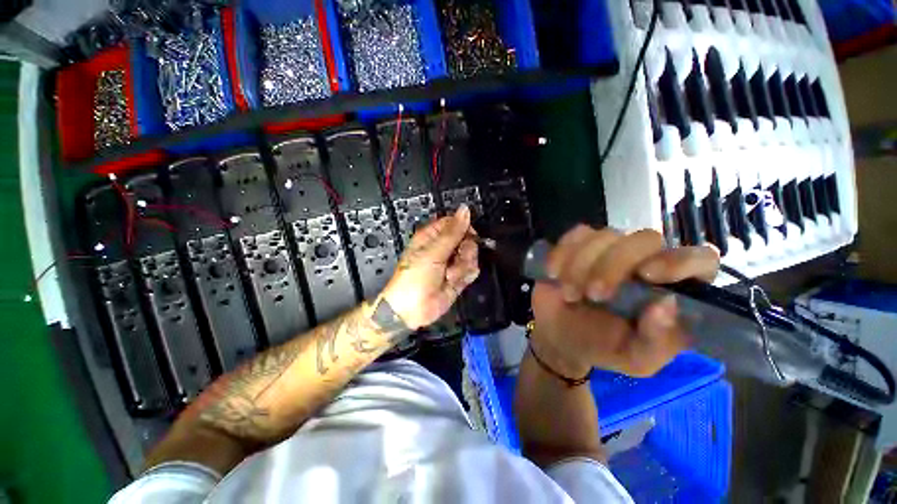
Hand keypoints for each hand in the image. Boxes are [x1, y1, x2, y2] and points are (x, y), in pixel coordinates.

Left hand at [381, 205, 479, 329]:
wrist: (412, 309)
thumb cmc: (415, 277)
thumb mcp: (433, 252)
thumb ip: (453, 232)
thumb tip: (465, 209)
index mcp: (433, 236)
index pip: (456, 223)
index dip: (465, 228)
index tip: (467, 237)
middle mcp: (444, 247)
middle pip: (468, 239)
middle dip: (465, 251)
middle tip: (453, 260)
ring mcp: (452, 262)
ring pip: (472, 255)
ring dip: (463, 267)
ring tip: (449, 275)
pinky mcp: (458, 276)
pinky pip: (472, 270)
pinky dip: (465, 276)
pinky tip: (453, 281)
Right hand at [530, 225, 719, 377]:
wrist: (560, 336)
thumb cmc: (603, 347)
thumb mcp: (635, 359)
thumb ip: (657, 341)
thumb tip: (666, 304)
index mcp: (671, 290)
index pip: (700, 259)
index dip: (680, 261)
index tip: (648, 275)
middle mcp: (644, 263)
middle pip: (645, 239)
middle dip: (613, 266)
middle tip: (594, 295)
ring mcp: (610, 250)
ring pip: (605, 235)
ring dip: (581, 265)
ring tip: (570, 294)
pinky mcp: (579, 245)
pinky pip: (574, 235)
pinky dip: (562, 254)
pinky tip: (555, 274)